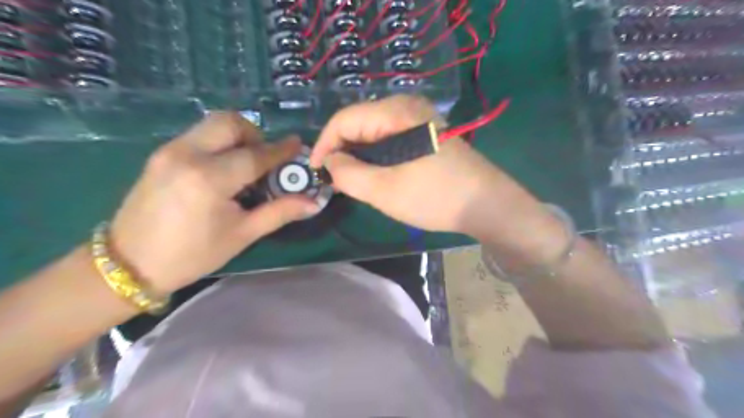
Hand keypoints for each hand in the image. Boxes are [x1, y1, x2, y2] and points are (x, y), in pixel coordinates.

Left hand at [111, 112, 318, 293]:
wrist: (130, 264)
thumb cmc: (193, 254)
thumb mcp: (242, 234)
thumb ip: (280, 212)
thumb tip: (313, 203)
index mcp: (210, 179)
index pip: (255, 155)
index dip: (281, 150)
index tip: (298, 144)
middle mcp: (187, 155)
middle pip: (230, 123)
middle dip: (255, 135)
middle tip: (264, 158)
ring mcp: (170, 151)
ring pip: (212, 124)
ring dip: (237, 136)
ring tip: (245, 164)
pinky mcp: (160, 154)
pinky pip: (199, 135)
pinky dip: (219, 143)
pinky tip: (223, 169)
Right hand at [308, 94, 534, 238]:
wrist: (486, 205)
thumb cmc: (435, 197)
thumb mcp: (384, 190)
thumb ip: (348, 175)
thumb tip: (329, 163)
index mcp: (396, 112)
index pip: (344, 119)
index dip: (324, 144)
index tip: (315, 171)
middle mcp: (406, 107)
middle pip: (359, 123)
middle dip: (342, 151)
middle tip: (334, 181)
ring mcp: (419, 119)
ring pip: (373, 133)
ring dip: (359, 156)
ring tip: (353, 182)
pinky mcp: (426, 133)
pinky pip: (390, 140)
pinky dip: (376, 157)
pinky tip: (376, 175)